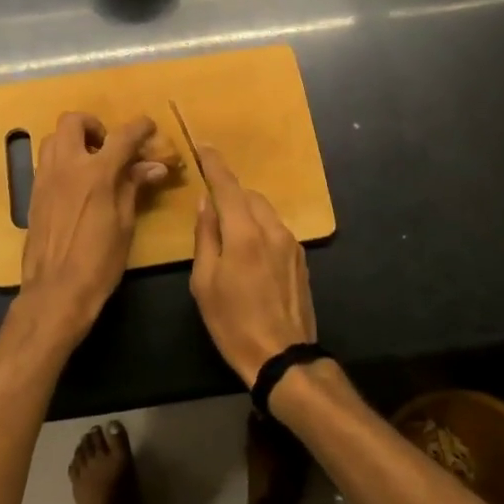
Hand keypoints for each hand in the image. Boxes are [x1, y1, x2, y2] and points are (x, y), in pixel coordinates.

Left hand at [14, 113, 168, 352]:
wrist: (56, 291)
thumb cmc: (99, 261)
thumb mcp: (125, 223)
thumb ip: (135, 187)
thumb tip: (155, 166)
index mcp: (96, 173)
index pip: (122, 136)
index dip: (139, 127)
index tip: (149, 127)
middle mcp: (66, 166)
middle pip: (74, 121)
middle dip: (94, 126)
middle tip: (108, 147)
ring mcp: (45, 178)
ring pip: (54, 138)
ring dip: (74, 140)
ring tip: (91, 163)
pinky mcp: (33, 193)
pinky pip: (46, 161)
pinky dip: (62, 159)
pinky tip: (76, 184)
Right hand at [189, 147, 316, 386]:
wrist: (283, 358)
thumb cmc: (233, 323)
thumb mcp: (205, 282)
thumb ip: (205, 236)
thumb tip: (206, 203)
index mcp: (244, 233)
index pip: (227, 185)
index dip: (214, 163)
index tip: (203, 146)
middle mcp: (272, 229)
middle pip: (249, 196)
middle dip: (229, 193)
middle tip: (210, 208)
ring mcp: (291, 243)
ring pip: (265, 211)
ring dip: (245, 211)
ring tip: (229, 234)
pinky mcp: (301, 258)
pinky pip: (275, 229)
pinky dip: (259, 228)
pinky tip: (249, 252)